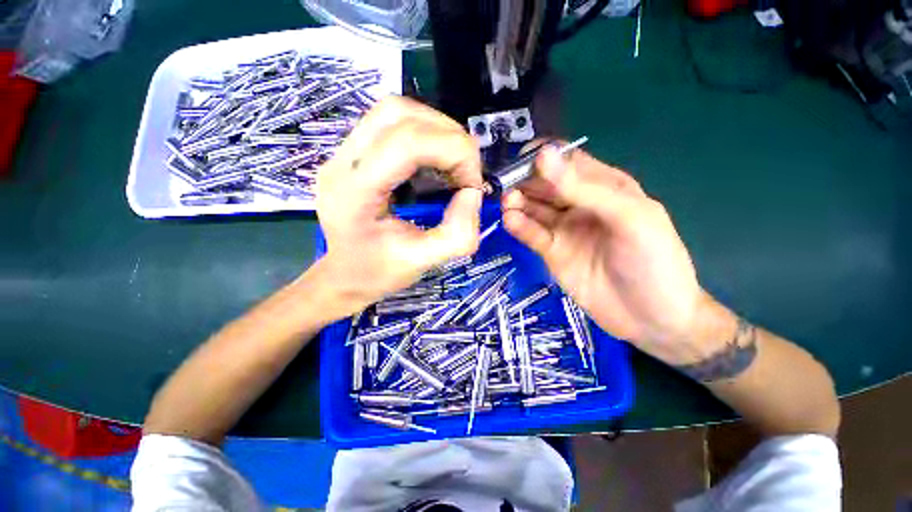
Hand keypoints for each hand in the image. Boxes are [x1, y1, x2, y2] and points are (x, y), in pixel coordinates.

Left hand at [315, 97, 484, 316]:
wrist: (344, 275)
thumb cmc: (378, 272)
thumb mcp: (422, 262)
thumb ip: (457, 234)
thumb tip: (473, 193)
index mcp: (354, 192)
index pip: (406, 143)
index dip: (453, 153)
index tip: (472, 184)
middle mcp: (342, 161)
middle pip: (400, 114)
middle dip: (449, 137)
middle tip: (466, 171)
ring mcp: (343, 152)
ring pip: (396, 111)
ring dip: (437, 130)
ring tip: (454, 163)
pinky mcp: (352, 151)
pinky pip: (392, 123)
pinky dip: (425, 133)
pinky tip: (436, 160)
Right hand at [502, 145, 732, 364]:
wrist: (651, 318)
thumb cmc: (653, 262)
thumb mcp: (627, 217)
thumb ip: (583, 189)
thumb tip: (544, 155)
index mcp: (604, 187)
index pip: (567, 162)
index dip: (543, 158)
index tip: (521, 161)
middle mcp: (580, 204)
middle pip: (545, 185)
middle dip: (525, 182)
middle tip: (507, 186)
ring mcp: (564, 229)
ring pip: (534, 209)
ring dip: (518, 203)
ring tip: (506, 204)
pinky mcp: (552, 252)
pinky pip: (532, 234)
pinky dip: (520, 227)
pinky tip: (510, 222)